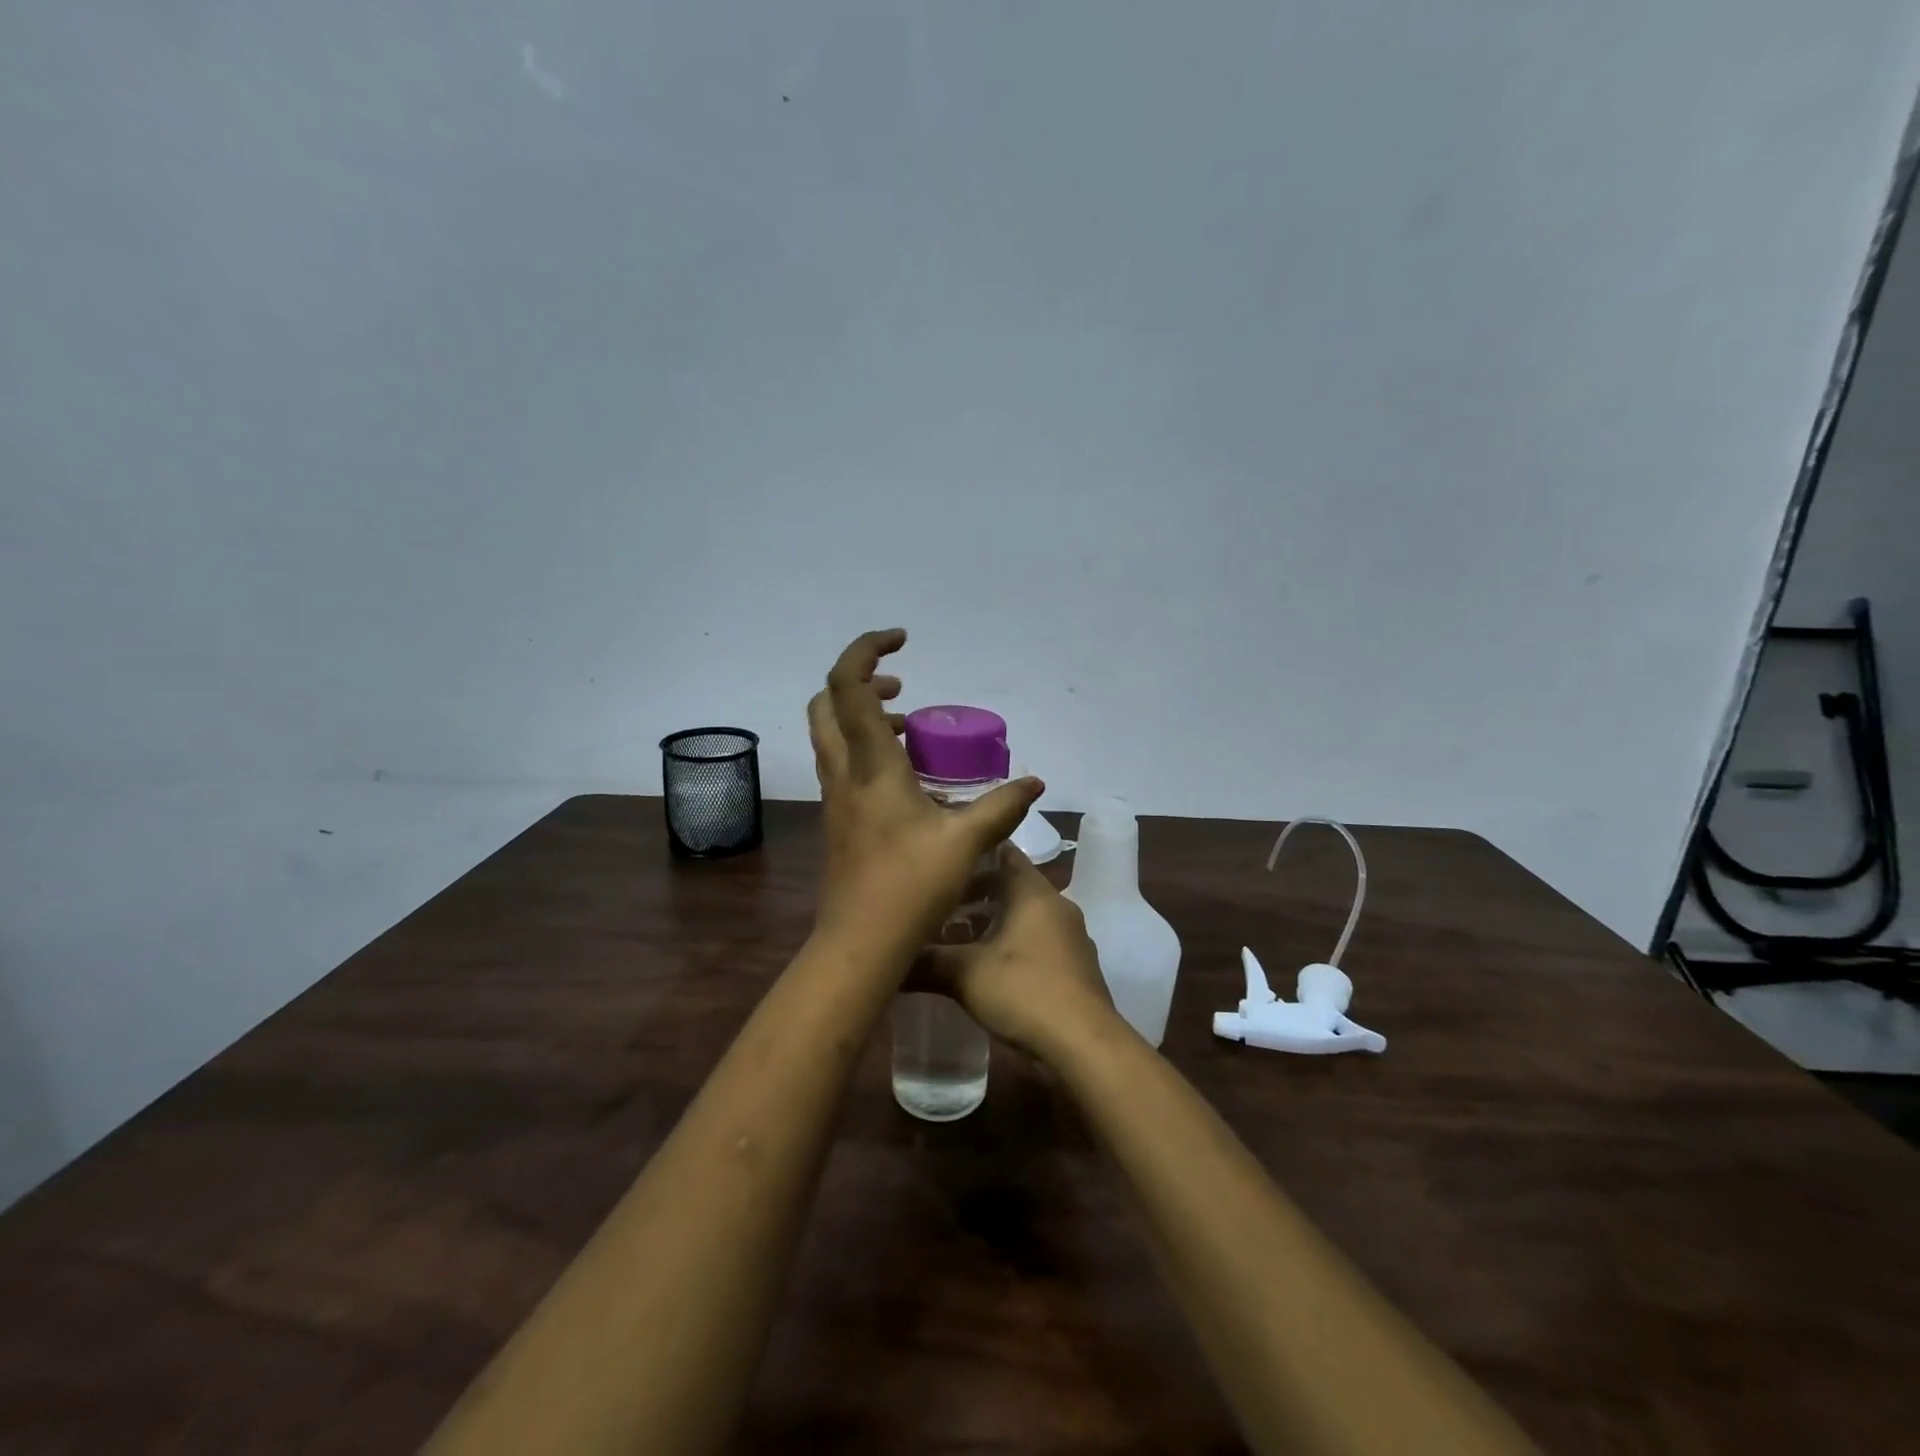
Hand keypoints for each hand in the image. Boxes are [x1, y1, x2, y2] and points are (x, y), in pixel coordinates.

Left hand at [809, 629, 1042, 964]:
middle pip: (826, 703)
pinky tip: (905, 777)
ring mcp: (836, 798)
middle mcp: (844, 773)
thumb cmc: (909, 888)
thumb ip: (1002, 806)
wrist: (859, 944)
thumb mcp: (965, 842)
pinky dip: (865, 748)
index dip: (866, 650)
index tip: (902, 640)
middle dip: (860, 681)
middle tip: (901, 690)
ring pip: (830, 734)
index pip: (847, 686)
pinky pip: (842, 764)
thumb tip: (1034, 782)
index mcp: (870, 766)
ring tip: (906, 727)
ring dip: (861, 715)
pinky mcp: (838, 820)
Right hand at [908, 845, 1121, 1062]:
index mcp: (1034, 892)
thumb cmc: (1024, 991)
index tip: (943, 861)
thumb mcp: (965, 974)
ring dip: (994, 923)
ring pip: (1025, 917)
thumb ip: (926, 962)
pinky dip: (1013, 946)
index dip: (973, 854)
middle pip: (1013, 887)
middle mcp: (1057, 906)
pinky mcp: (1076, 967)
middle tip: (940, 905)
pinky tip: (989, 969)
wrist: (1084, 1044)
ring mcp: (1071, 937)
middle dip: (977, 894)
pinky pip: (1039, 942)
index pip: (1004, 853)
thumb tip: (890, 961)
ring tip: (957, 939)